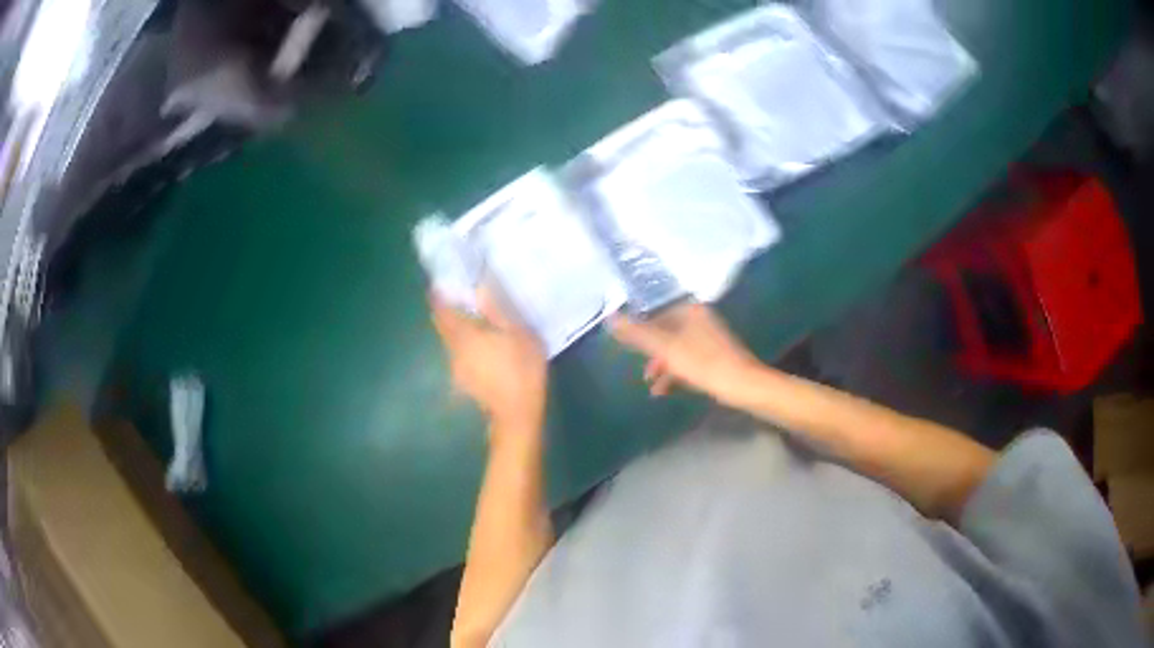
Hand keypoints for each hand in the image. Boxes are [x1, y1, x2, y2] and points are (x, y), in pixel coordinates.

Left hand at [431, 286, 546, 437]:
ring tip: (477, 323)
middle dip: (449, 313)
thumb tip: (480, 286)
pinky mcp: (465, 383)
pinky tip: (484, 349)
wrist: (517, 415)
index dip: (439, 296)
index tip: (442, 285)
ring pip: (452, 342)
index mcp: (463, 335)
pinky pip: (460, 356)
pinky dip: (467, 347)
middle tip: (463, 300)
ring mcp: (457, 369)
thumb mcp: (518, 332)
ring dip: (459, 331)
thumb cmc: (520, 369)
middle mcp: (453, 350)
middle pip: (444, 327)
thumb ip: (497, 309)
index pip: (441, 310)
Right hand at [610, 303, 761, 403]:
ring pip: (677, 349)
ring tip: (652, 387)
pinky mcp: (715, 358)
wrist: (742, 386)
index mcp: (690, 311)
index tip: (630, 349)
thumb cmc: (702, 363)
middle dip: (652, 353)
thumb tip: (610, 317)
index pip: (657, 313)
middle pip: (666, 332)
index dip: (641, 331)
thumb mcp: (665, 349)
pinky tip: (666, 392)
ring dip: (663, 367)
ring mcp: (710, 339)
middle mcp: (700, 320)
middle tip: (643, 373)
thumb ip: (637, 334)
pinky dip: (676, 374)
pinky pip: (689, 362)